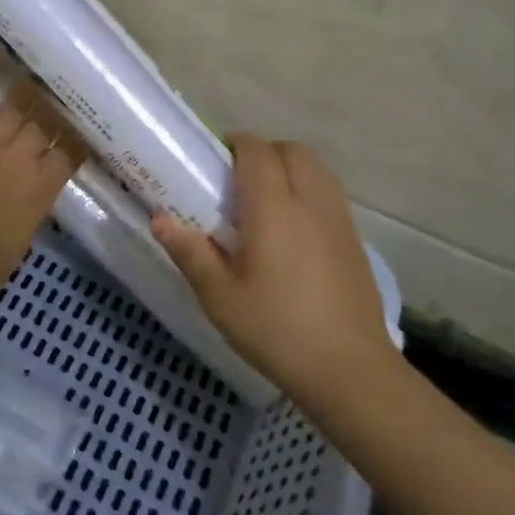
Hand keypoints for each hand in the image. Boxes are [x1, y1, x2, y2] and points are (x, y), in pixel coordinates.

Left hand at [0, 82, 76, 298]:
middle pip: (42, 125)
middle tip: (55, 103)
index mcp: (42, 187)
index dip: (74, 140)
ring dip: (23, 98)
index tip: (77, 131)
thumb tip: (38, 180)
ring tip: (31, 85)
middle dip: (51, 114)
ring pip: (12, 111)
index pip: (68, 152)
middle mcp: (19, 159)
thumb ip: (36, 199)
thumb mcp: (27, 231)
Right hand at [152, 134, 396, 402]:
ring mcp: (339, 221)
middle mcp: (310, 203)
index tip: (214, 159)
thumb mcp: (219, 296)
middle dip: (265, 151)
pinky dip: (309, 192)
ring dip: (290, 168)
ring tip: (264, 200)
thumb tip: (160, 219)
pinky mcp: (355, 242)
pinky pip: (330, 194)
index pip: (257, 151)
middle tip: (237, 179)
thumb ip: (190, 252)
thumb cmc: (276, 329)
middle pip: (293, 150)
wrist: (350, 371)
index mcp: (274, 208)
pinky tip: (292, 230)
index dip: (235, 144)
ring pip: (318, 169)